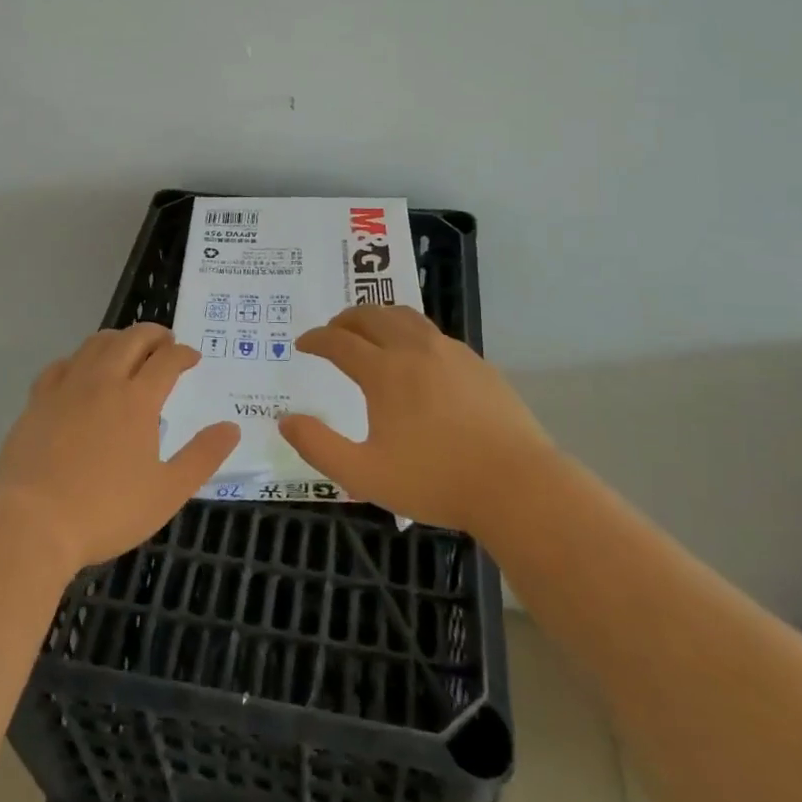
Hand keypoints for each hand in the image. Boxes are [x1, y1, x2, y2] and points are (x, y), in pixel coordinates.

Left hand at [0, 324, 239, 570]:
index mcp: (138, 400)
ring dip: (118, 339)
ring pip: (95, 344)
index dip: (184, 353)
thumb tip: (232, 427)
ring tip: (127, 349)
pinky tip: (81, 372)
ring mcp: (67, 387)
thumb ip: (202, 457)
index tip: (193, 358)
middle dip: (154, 334)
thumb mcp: (167, 492)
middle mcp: (103, 381)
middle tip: (165, 342)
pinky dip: (79, 359)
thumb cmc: (106, 511)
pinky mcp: (37, 400)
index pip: (167, 359)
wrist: (32, 524)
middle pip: (132, 339)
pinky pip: (61, 365)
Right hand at [280, 304, 552, 533]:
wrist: (516, 485)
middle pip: (371, 316)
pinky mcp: (476, 363)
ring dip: (379, 316)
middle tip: (332, 331)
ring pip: (405, 316)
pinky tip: (415, 355)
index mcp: (384, 372)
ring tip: (370, 330)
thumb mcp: (365, 475)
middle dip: (345, 319)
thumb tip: (285, 421)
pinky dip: (410, 332)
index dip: (316, 339)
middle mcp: (414, 349)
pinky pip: (433, 333)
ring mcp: (450, 352)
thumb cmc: (436, 481)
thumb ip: (319, 447)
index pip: (339, 341)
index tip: (303, 343)